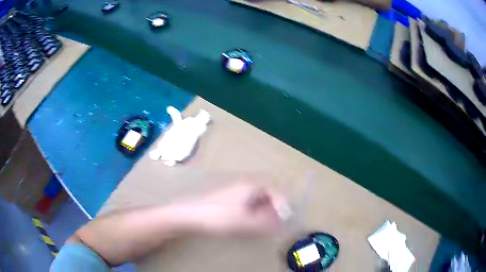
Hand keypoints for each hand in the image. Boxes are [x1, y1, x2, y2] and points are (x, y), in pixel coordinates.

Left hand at [185, 183, 288, 235]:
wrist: (190, 214)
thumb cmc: (219, 216)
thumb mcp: (246, 222)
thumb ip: (265, 223)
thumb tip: (280, 223)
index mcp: (251, 185)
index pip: (274, 190)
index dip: (283, 203)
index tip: (285, 217)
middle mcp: (244, 184)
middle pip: (267, 192)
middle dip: (274, 205)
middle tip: (277, 219)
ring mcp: (235, 190)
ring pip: (256, 197)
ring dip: (264, 208)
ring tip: (266, 222)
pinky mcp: (228, 198)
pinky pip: (247, 201)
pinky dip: (254, 210)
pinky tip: (251, 220)